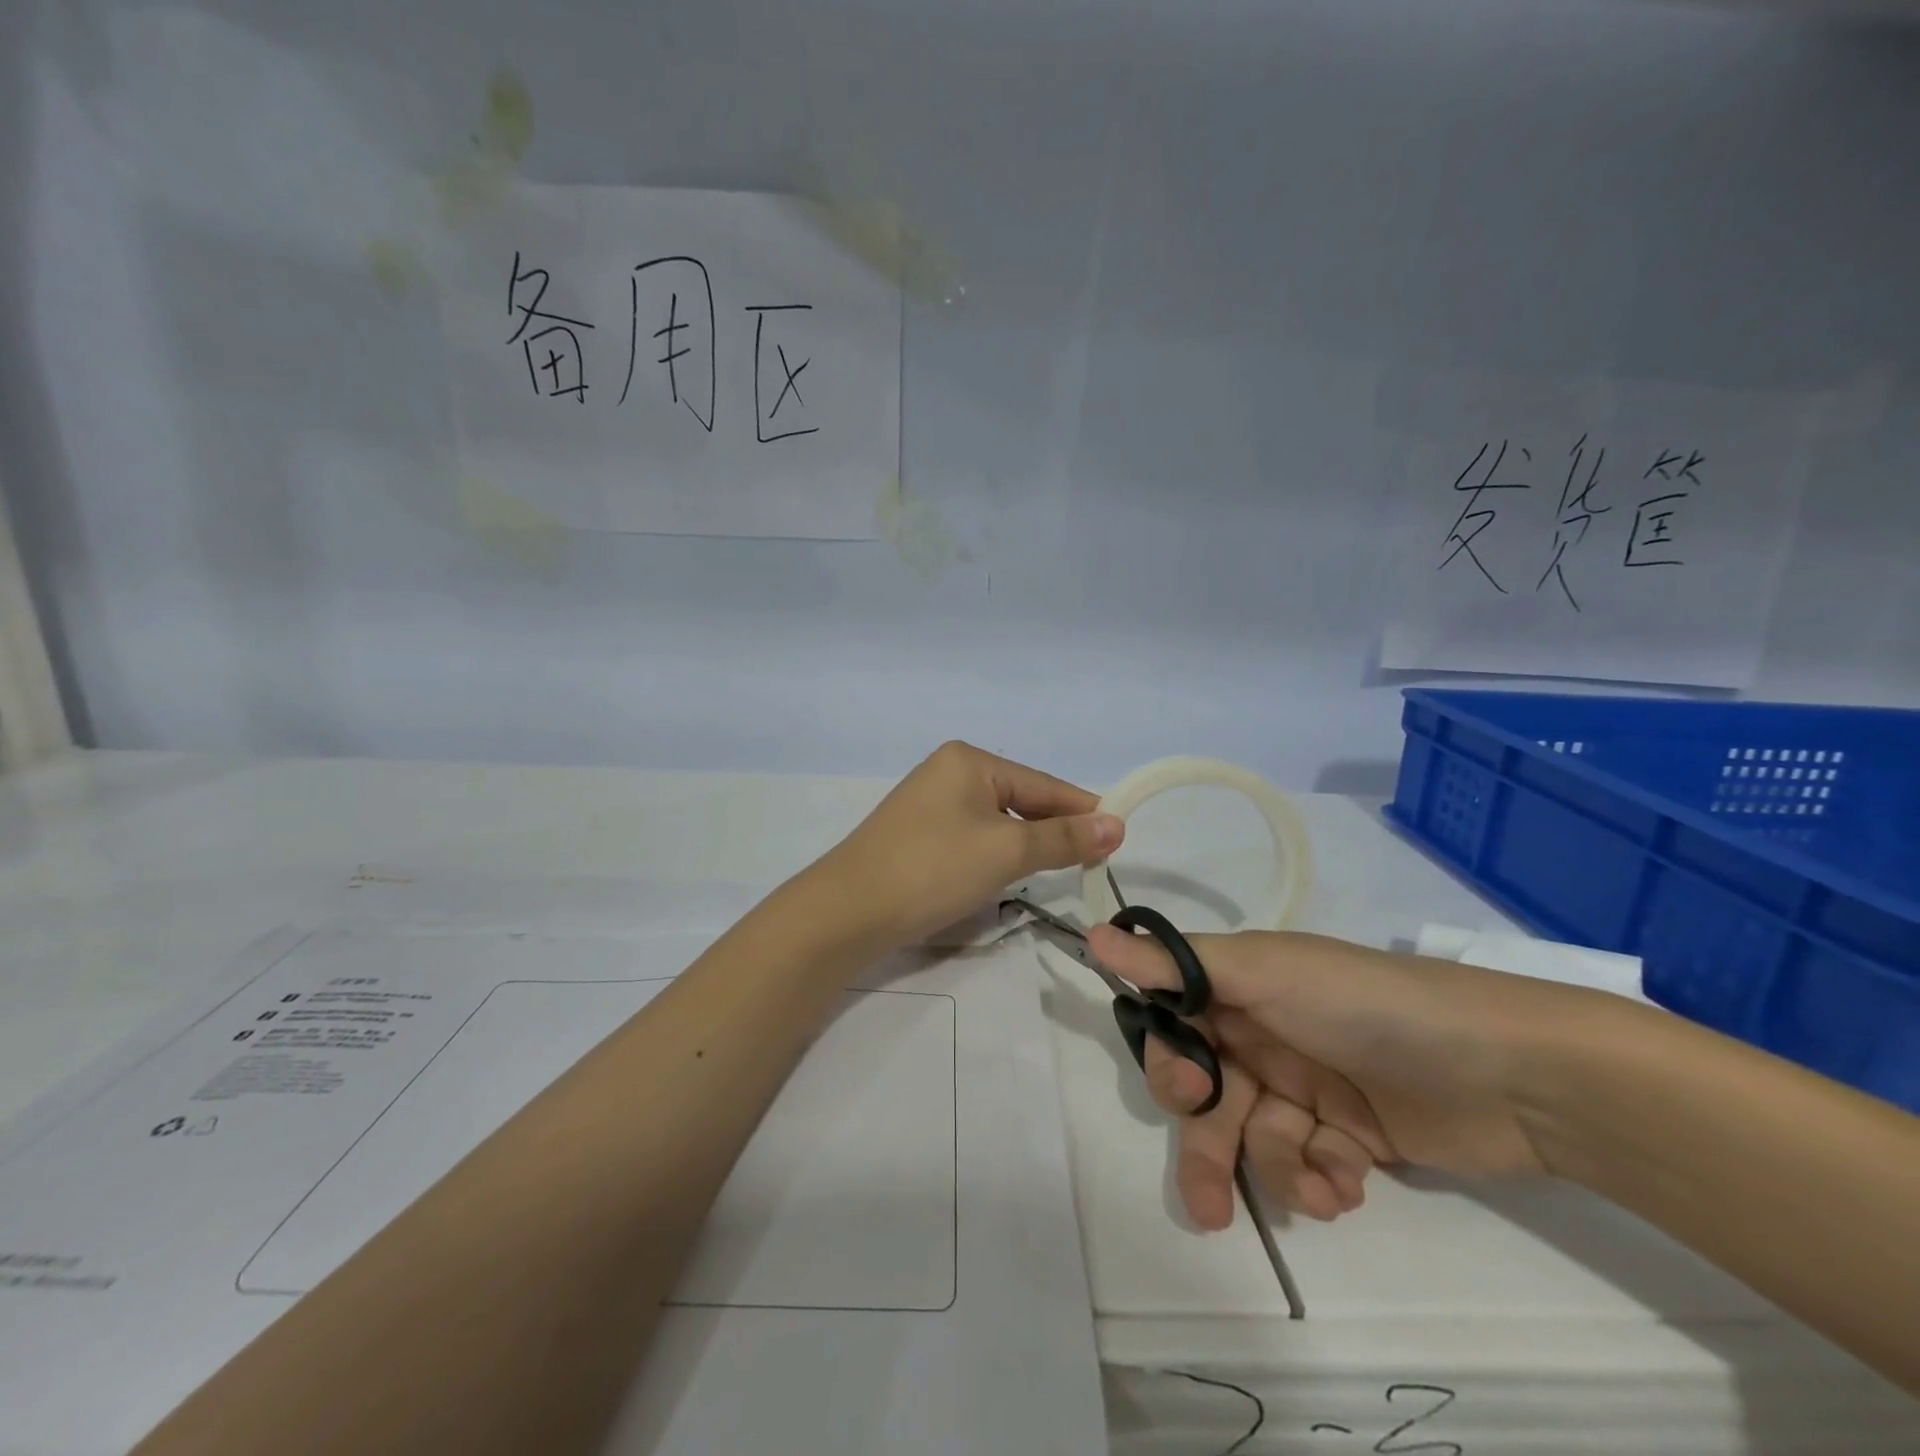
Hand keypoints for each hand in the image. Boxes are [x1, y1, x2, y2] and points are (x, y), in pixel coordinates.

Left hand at [816, 742, 1123, 952]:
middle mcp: (947, 772)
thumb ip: (1063, 838)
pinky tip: (1004, 876)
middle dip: (1054, 831)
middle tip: (1093, 862)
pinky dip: (995, 856)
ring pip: (997, 823)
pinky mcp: (916, 836)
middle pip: (1020, 800)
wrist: (847, 911)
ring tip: (1056, 871)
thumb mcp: (1007, 851)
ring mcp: (928, 804)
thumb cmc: (933, 868)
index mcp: (970, 761)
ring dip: (1025, 846)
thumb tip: (1116, 825)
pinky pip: (972, 838)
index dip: (1083, 810)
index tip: (1120, 838)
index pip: (1043, 784)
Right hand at [1086, 926, 1623, 1227]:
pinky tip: (1347, 1185)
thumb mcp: (1267, 973)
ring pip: (1255, 1137)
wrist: (1508, 1070)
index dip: (1171, 1062)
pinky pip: (1309, 1164)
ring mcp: (1309, 1086)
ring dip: (1274, 1170)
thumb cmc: (1367, 1005)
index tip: (1190, 1090)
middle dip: (1208, 1144)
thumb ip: (1178, 964)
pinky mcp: (1351, 1135)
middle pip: (1209, 1093)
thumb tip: (1094, 935)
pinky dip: (1320, 1181)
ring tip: (1315, 1188)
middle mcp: (1266, 1033)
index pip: (1175, 1022)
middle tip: (1212, 1199)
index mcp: (1242, 988)